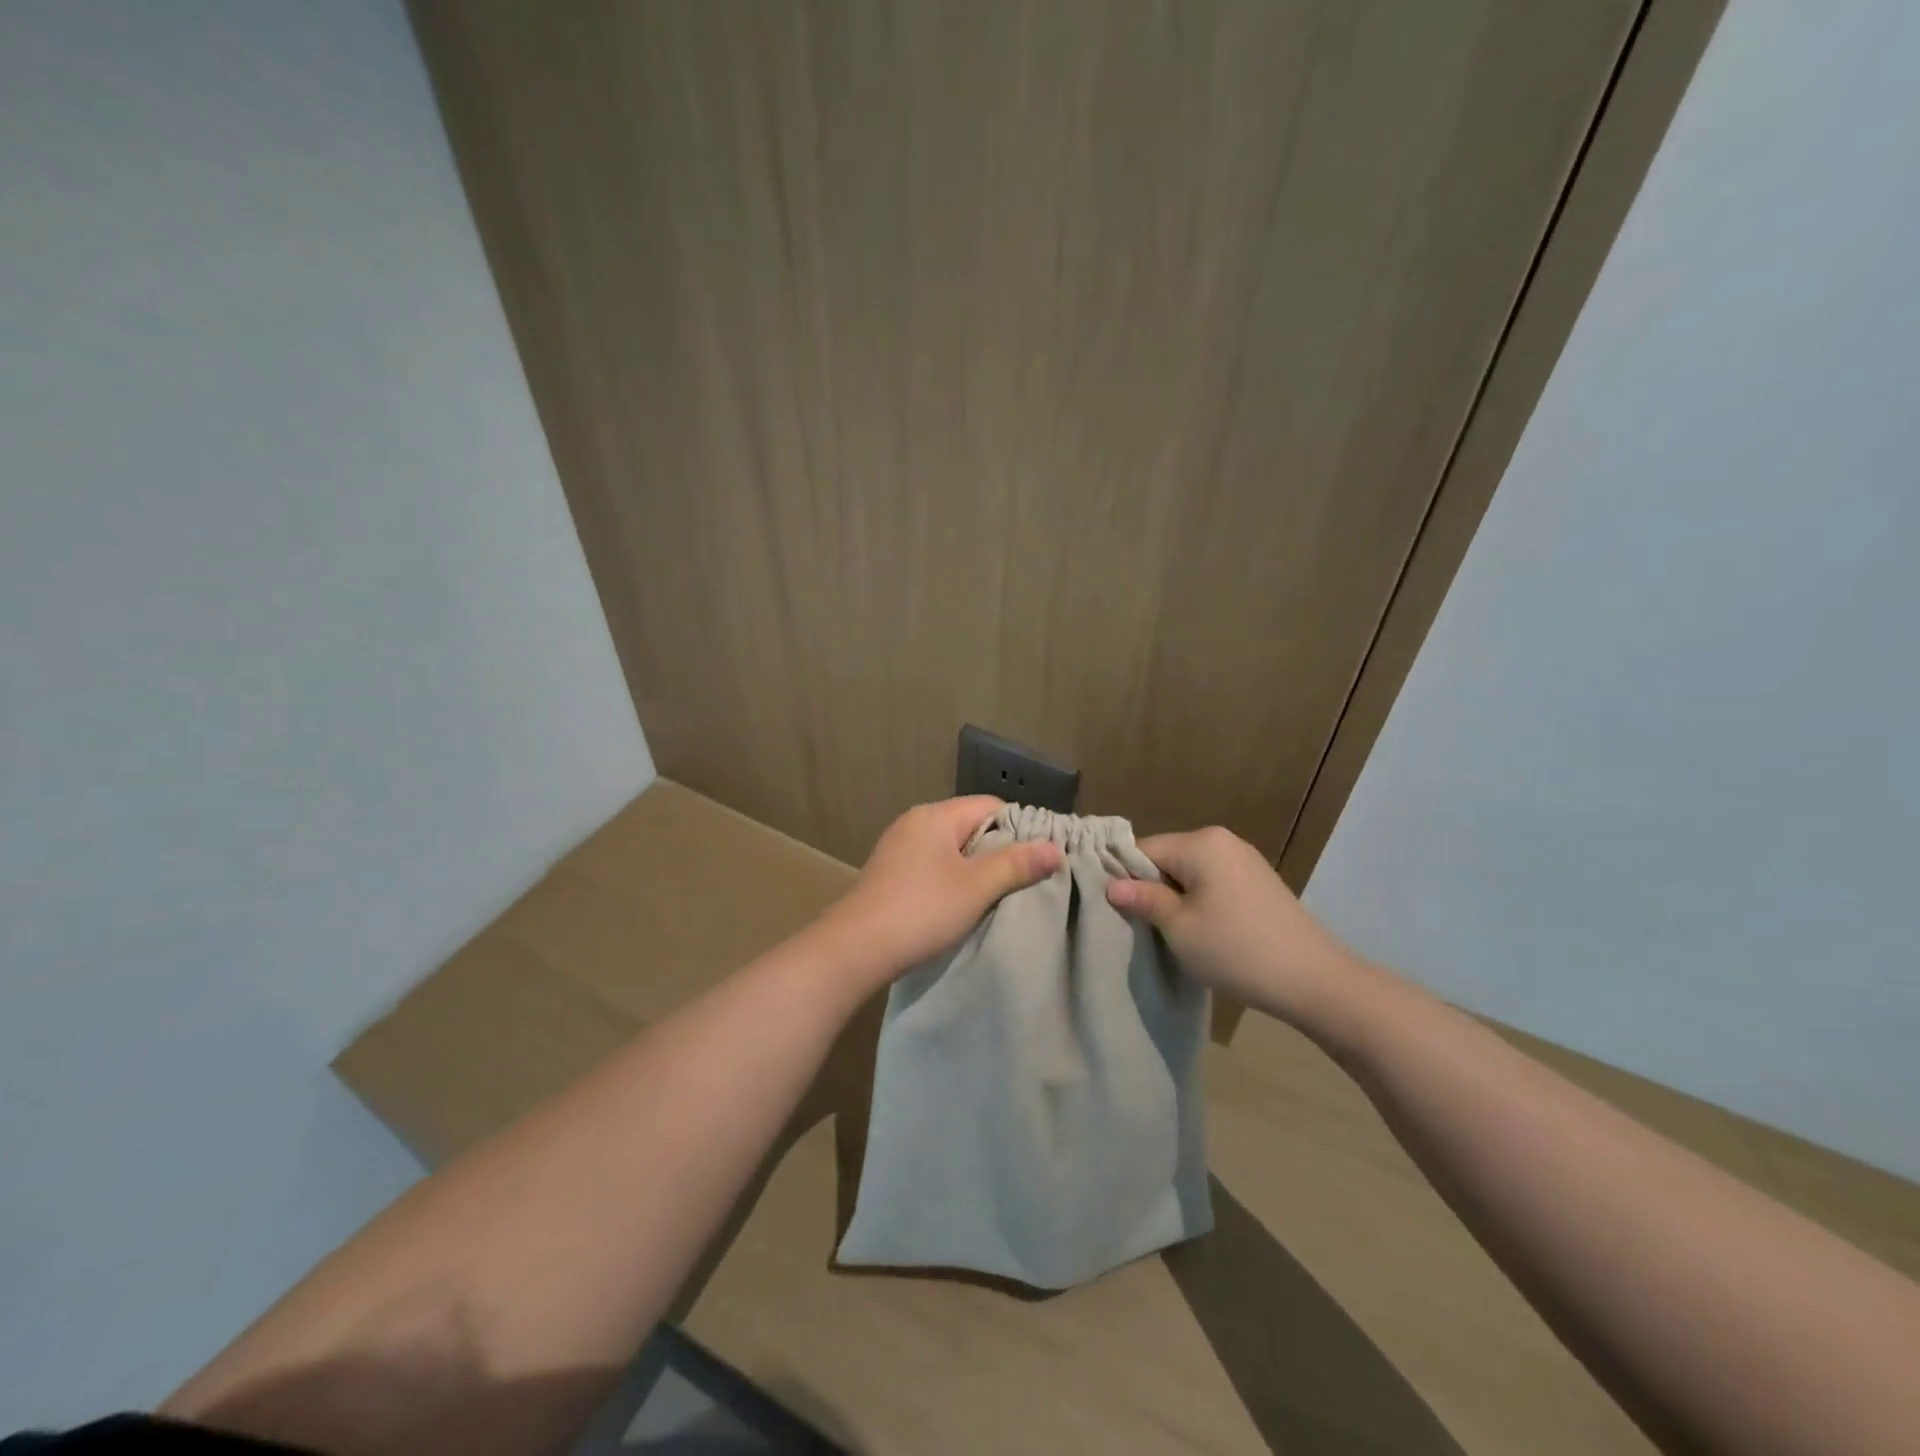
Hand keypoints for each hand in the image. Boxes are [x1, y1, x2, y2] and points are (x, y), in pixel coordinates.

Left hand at [822, 796, 1061, 988]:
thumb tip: (1055, 848)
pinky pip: (932, 865)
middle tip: (1026, 880)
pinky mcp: (890, 873)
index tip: (1041, 857)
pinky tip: (961, 904)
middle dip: (999, 850)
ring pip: (951, 848)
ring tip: (999, 895)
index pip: (991, 806)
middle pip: (971, 825)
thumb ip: (1016, 864)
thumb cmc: (920, 911)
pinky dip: (951, 879)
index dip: (1021, 828)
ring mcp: (898, 848)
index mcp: (936, 816)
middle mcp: (915, 822)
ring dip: (975, 868)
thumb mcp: (976, 887)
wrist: (854, 949)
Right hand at [1107, 826, 1359, 1025]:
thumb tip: (1112, 885)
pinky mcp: (1258, 881)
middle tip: (1141, 926)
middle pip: (1167, 858)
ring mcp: (1244, 859)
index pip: (1143, 850)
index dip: (1124, 878)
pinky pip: (1213, 881)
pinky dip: (1200, 901)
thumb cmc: (1236, 950)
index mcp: (1200, 843)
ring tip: (1171, 932)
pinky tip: (1203, 930)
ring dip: (1175, 897)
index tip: (1114, 909)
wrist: (1314, 980)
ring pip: (1190, 872)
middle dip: (1151, 888)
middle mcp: (1222, 840)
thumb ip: (1144, 899)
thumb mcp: (1179, 927)